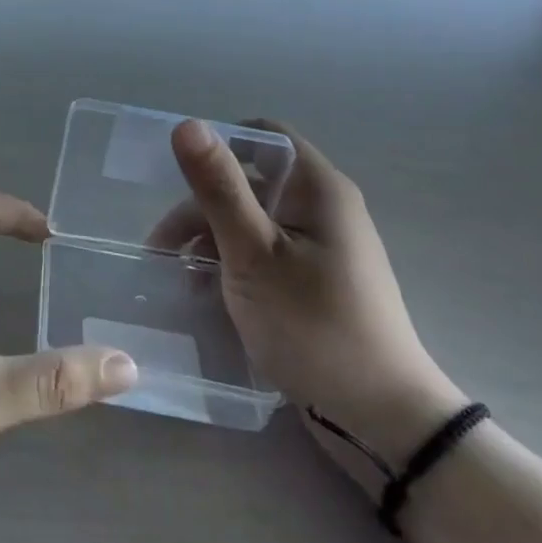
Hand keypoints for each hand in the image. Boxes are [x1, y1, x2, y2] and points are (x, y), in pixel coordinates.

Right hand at [153, 120, 468, 480]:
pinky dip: (233, 265)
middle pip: (251, 183)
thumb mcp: (254, 253)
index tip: (175, 177)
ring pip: (253, 222)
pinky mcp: (316, 282)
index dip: (218, 145)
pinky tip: (206, 294)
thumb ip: (219, 188)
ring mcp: (322, 248)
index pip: (264, 136)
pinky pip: (265, 254)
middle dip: (202, 208)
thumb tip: (187, 123)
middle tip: (161, 248)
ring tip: (177, 277)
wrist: (380, 418)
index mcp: (319, 188)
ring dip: (211, 240)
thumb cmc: (313, 324)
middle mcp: (324, 208)